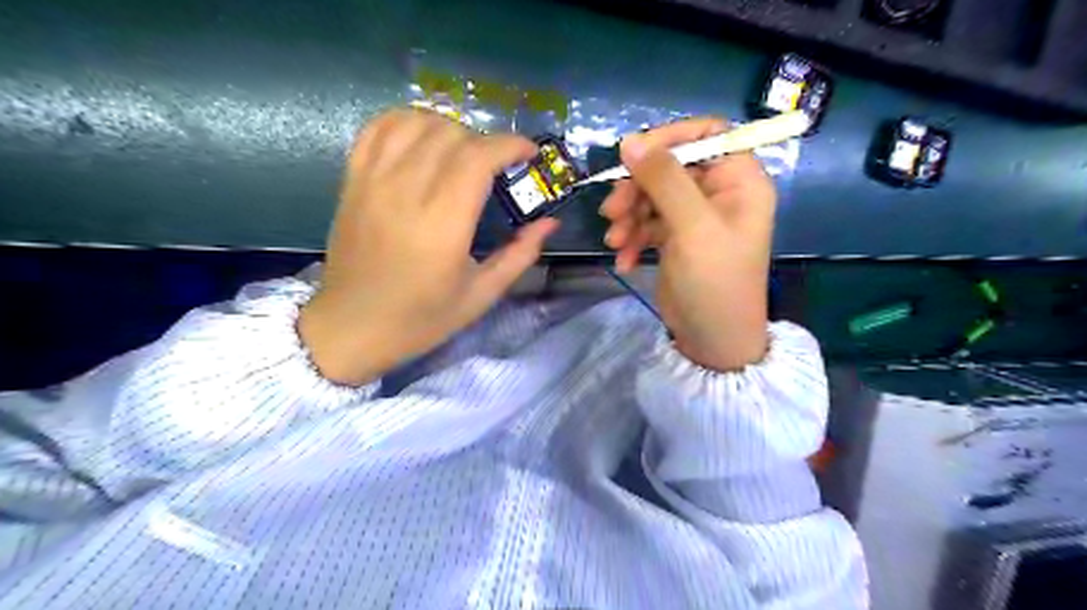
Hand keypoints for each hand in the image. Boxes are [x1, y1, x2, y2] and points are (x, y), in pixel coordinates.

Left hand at [299, 107, 558, 384]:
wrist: (351, 327)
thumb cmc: (420, 319)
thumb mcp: (481, 296)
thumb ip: (519, 255)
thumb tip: (550, 223)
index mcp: (443, 224)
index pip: (478, 157)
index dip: (510, 144)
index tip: (529, 153)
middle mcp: (406, 192)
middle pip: (451, 134)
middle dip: (484, 141)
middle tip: (496, 167)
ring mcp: (373, 181)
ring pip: (415, 122)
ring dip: (448, 127)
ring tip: (461, 151)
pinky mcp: (353, 180)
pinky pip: (377, 128)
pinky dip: (405, 121)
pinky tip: (421, 139)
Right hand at [598, 113, 776, 368]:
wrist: (712, 340)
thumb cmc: (715, 282)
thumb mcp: (692, 227)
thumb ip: (663, 180)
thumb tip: (629, 141)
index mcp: (738, 180)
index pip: (706, 134)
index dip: (668, 138)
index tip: (632, 154)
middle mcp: (718, 192)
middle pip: (669, 166)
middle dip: (637, 188)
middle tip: (611, 210)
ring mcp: (694, 216)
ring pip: (652, 195)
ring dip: (629, 216)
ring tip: (615, 240)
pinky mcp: (675, 238)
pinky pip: (647, 223)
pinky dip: (633, 237)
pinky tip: (626, 260)